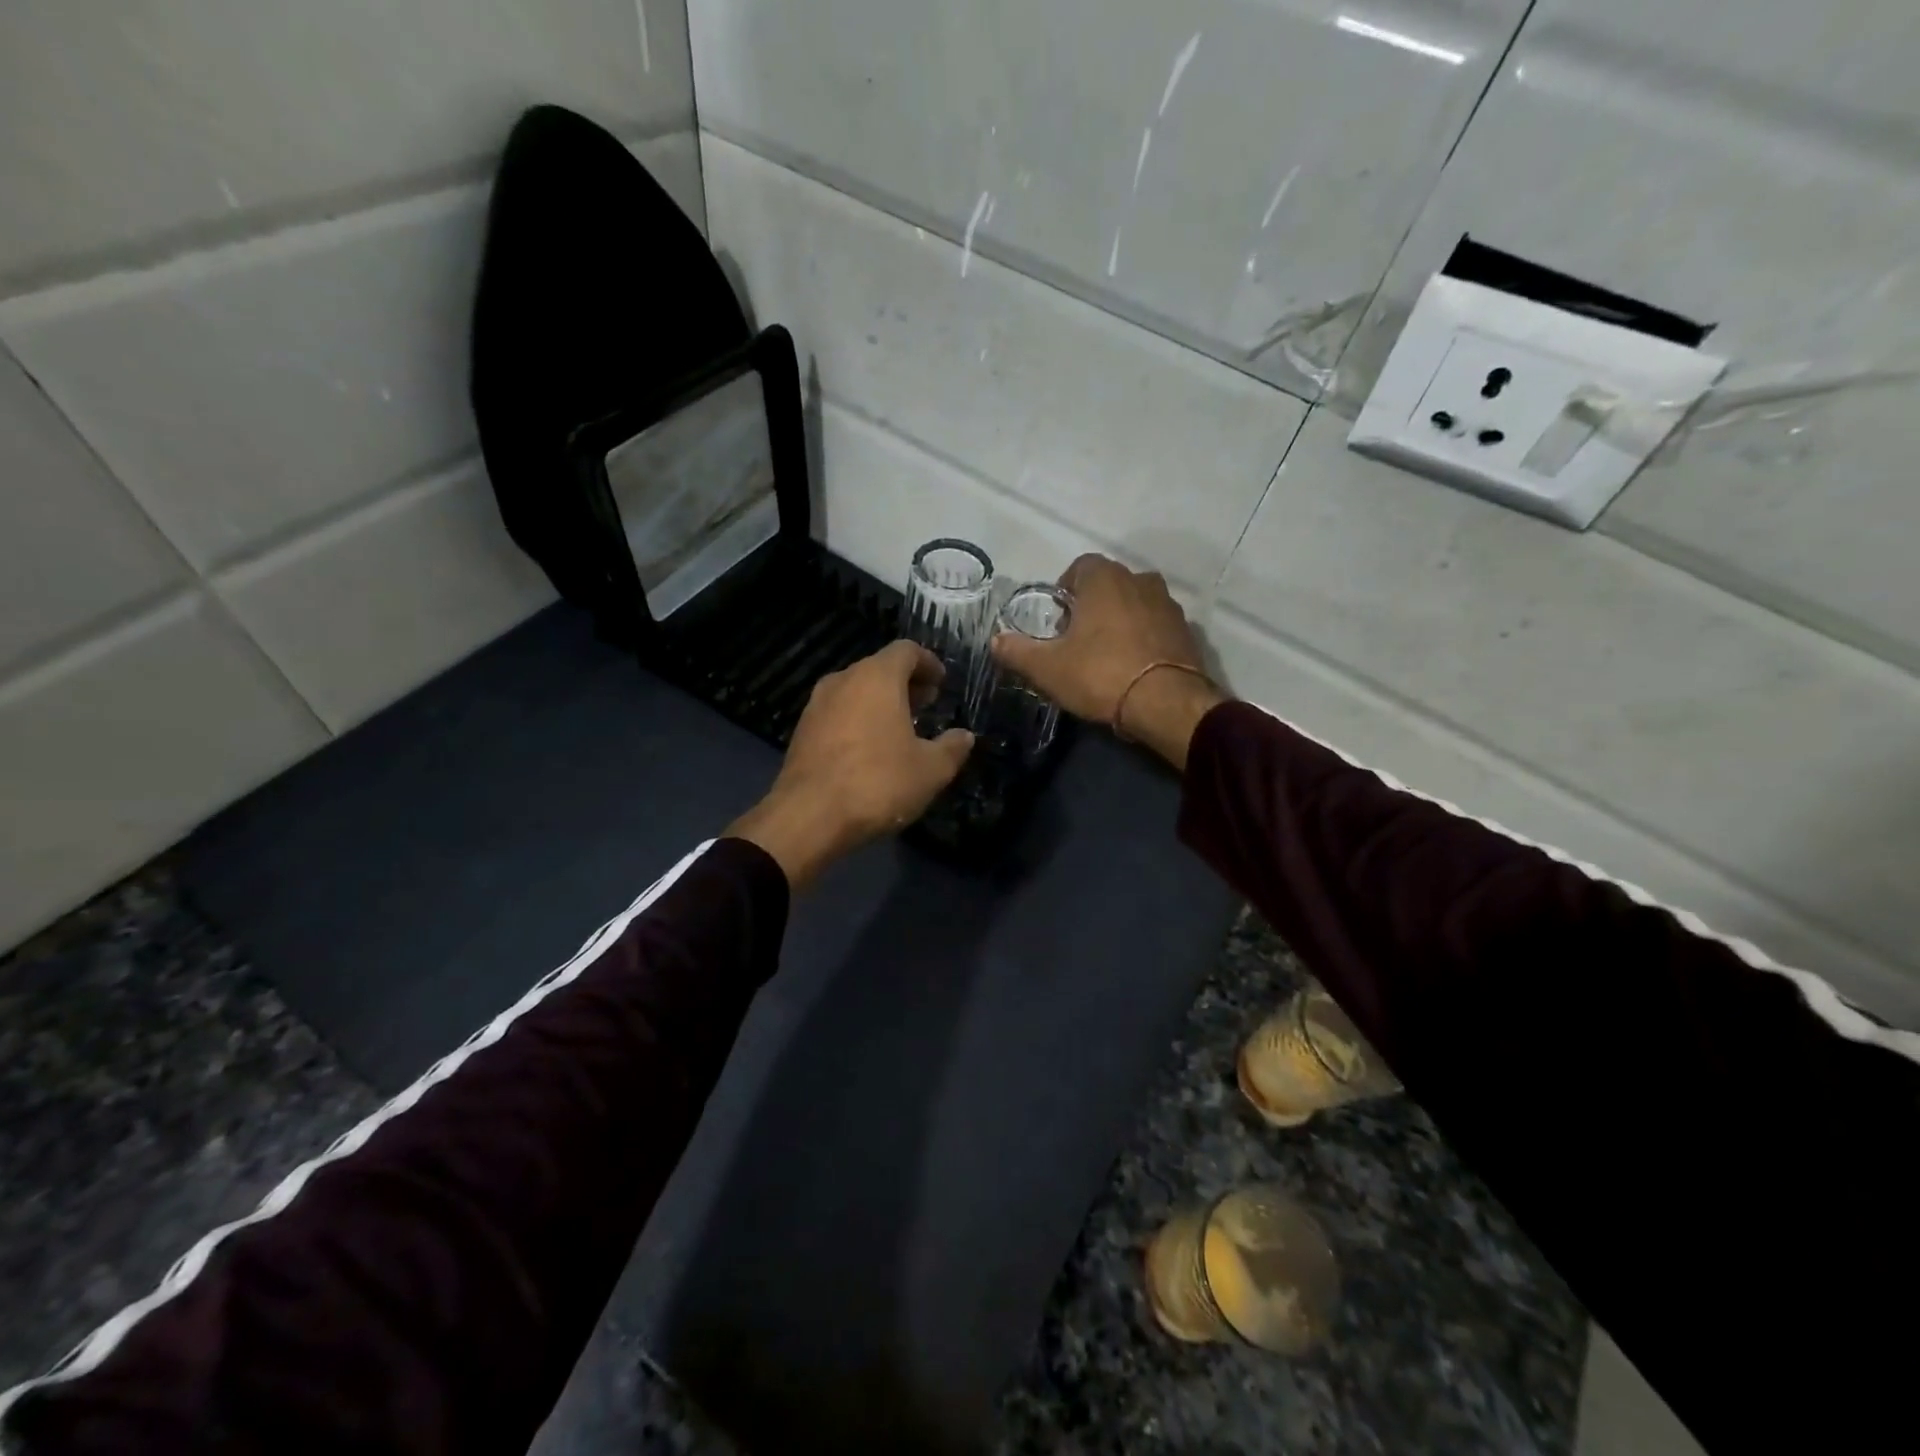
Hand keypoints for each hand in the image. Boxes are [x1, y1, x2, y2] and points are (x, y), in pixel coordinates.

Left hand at [727, 641, 973, 888]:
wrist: (809, 816)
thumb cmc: (878, 783)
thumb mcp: (931, 770)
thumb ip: (952, 748)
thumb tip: (964, 736)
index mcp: (877, 677)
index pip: (906, 651)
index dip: (928, 662)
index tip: (941, 683)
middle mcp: (843, 680)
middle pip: (879, 668)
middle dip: (906, 683)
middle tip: (927, 704)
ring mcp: (817, 705)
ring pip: (856, 690)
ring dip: (880, 702)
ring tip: (901, 728)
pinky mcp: (802, 731)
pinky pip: (838, 712)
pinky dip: (858, 719)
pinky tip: (870, 748)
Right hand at [989, 554, 1223, 769]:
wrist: (1166, 704)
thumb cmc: (1100, 675)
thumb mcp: (1048, 668)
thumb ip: (1017, 651)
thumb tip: (995, 641)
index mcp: (1105, 579)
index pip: (1079, 566)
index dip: (1064, 590)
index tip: (1058, 621)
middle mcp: (1140, 581)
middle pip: (1108, 584)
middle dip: (1092, 606)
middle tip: (1077, 640)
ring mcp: (1168, 605)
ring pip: (1135, 604)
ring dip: (1120, 621)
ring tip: (1107, 655)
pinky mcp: (1187, 632)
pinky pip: (1157, 627)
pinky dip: (1144, 638)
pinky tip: (1134, 667)